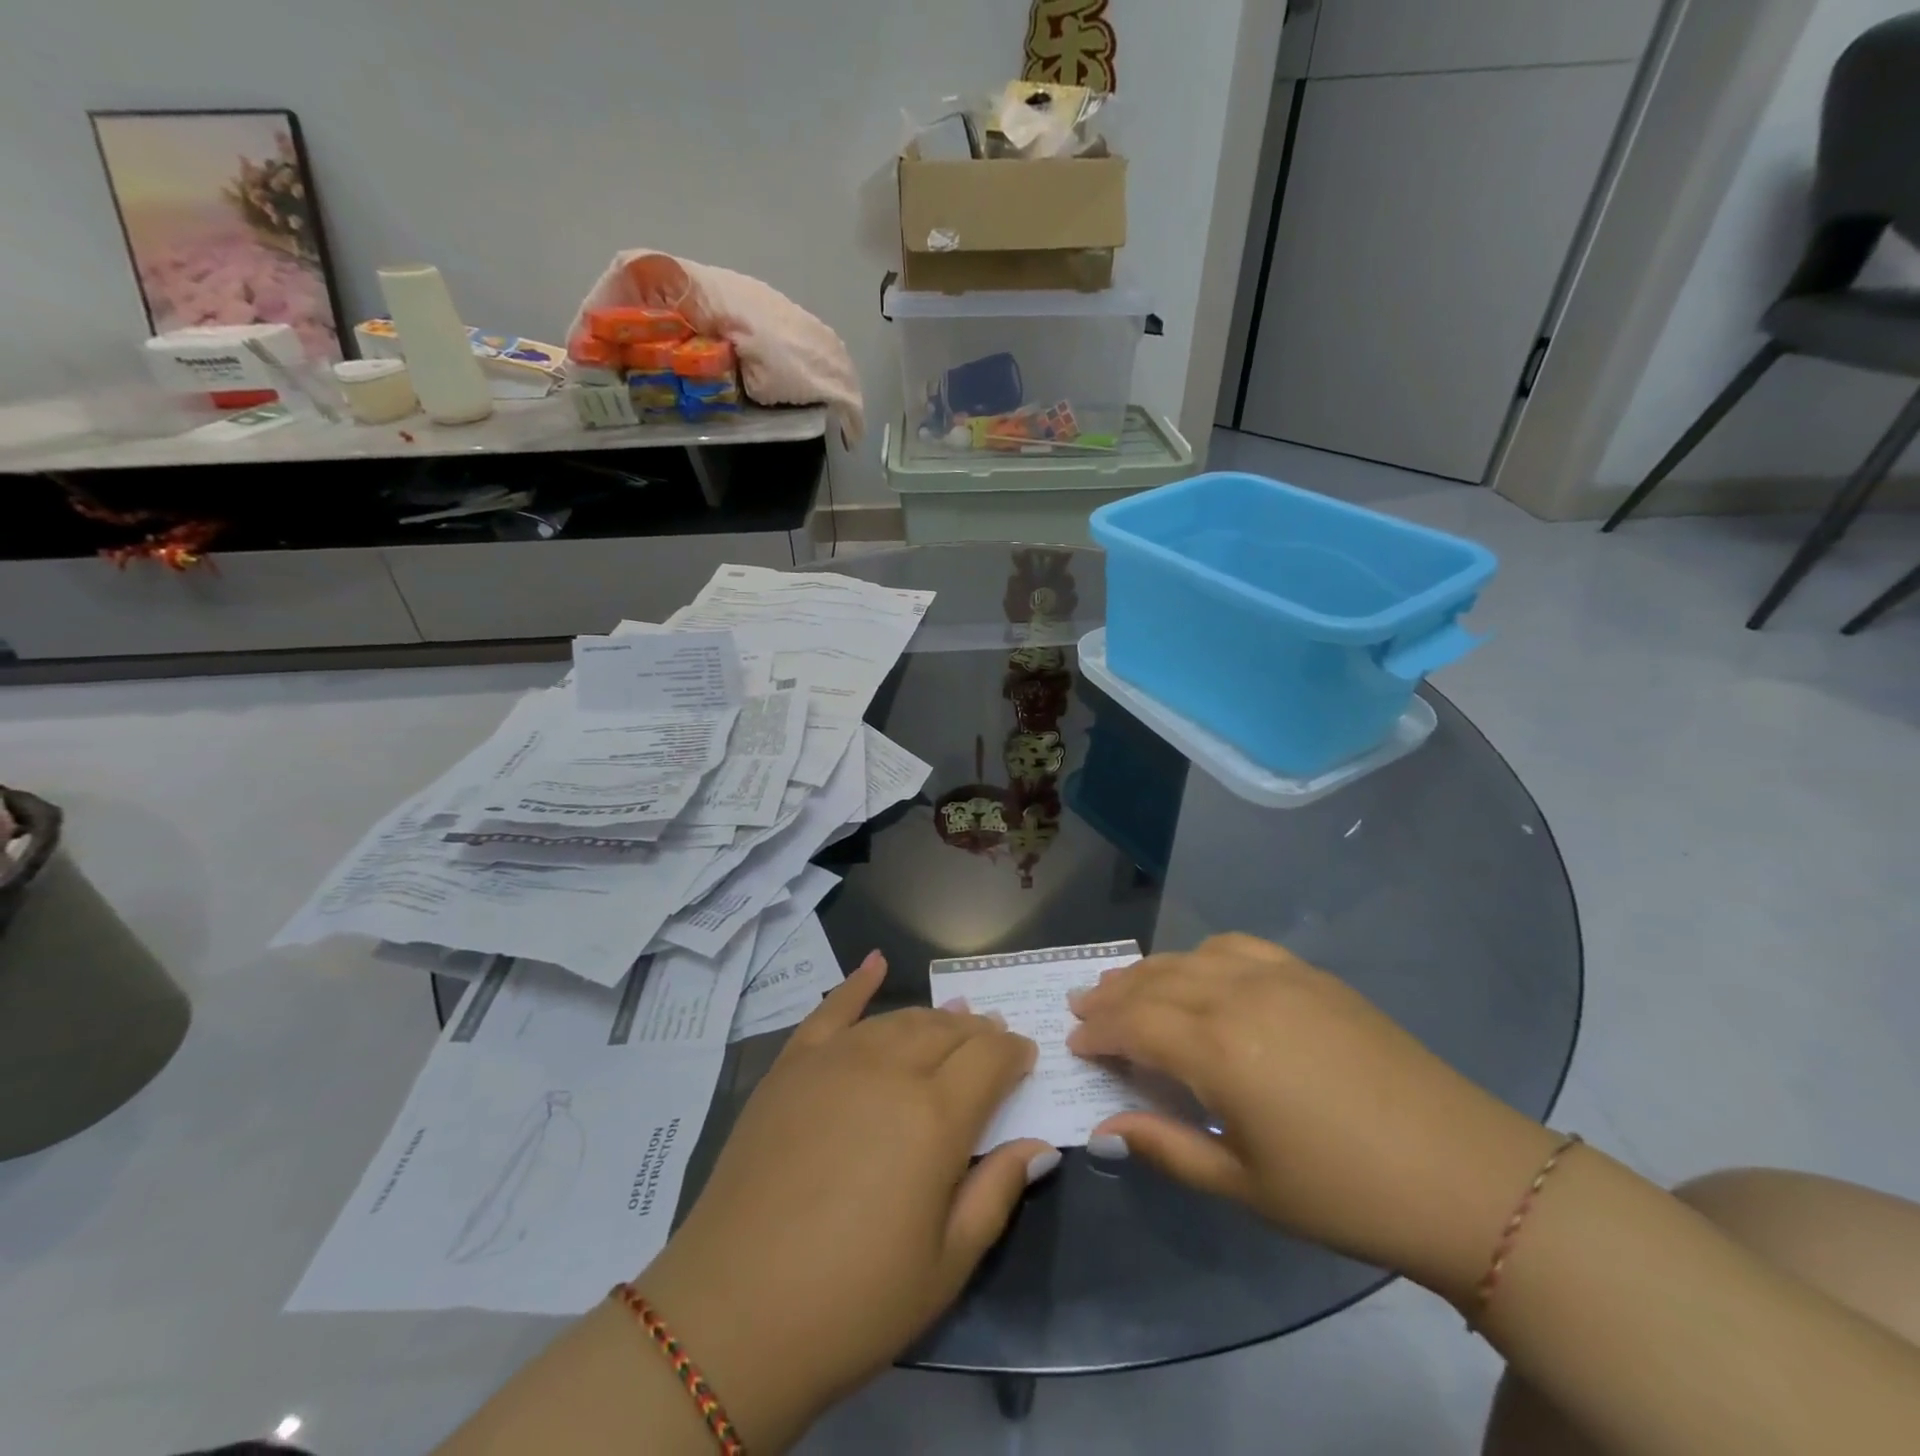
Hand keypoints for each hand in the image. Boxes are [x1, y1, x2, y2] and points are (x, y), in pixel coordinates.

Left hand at [636, 953, 1057, 1449]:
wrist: (732, 1315)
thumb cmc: (852, 1303)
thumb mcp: (945, 1267)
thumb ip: (997, 1192)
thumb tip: (1038, 1143)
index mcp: (935, 1117)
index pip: (991, 1059)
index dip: (1014, 1054)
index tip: (1026, 1059)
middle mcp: (889, 1070)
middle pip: (948, 1031)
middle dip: (979, 1033)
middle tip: (993, 1042)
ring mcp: (835, 1060)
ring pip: (900, 1019)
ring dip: (934, 1018)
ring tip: (953, 1022)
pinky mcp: (792, 1066)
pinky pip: (832, 1009)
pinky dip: (858, 981)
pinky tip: (876, 961)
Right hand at [1067, 934, 1558, 1302]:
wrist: (1463, 1174)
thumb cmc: (1343, 1193)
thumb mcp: (1245, 1185)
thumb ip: (1165, 1147)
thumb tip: (1104, 1127)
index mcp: (1217, 1049)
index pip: (1133, 1024)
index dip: (1097, 1031)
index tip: (1073, 1042)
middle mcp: (1237, 995)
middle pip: (1155, 982)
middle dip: (1112, 995)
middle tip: (1082, 1006)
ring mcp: (1277, 976)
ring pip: (1190, 957)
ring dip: (1150, 970)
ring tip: (1125, 985)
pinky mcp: (1310, 974)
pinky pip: (1237, 946)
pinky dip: (1201, 954)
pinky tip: (1199, 969)